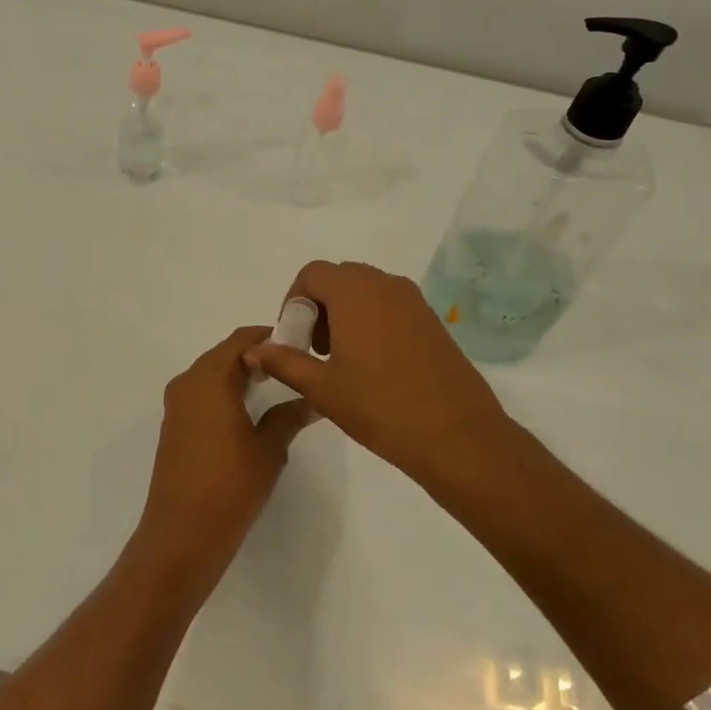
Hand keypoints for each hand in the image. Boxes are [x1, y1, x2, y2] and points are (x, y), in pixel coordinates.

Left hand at [137, 326, 313, 574]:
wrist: (182, 533)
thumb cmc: (230, 485)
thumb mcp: (269, 449)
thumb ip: (290, 416)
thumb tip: (313, 398)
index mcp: (209, 379)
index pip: (241, 340)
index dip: (269, 337)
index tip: (298, 344)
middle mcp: (187, 383)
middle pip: (224, 354)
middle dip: (257, 356)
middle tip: (293, 366)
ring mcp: (176, 406)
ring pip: (212, 375)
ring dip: (240, 374)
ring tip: (277, 387)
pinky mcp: (174, 426)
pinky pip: (201, 395)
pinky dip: (225, 393)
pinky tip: (249, 412)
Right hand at [244, 261, 532, 494]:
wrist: (456, 436)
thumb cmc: (381, 407)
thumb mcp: (322, 387)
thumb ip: (284, 361)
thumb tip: (253, 350)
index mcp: (355, 292)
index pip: (312, 274)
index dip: (294, 301)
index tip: (293, 339)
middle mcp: (386, 285)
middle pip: (339, 278)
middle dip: (319, 307)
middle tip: (314, 350)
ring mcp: (414, 301)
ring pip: (366, 291)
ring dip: (344, 313)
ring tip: (341, 360)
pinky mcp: (432, 320)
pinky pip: (390, 306)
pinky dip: (371, 321)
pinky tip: (373, 365)